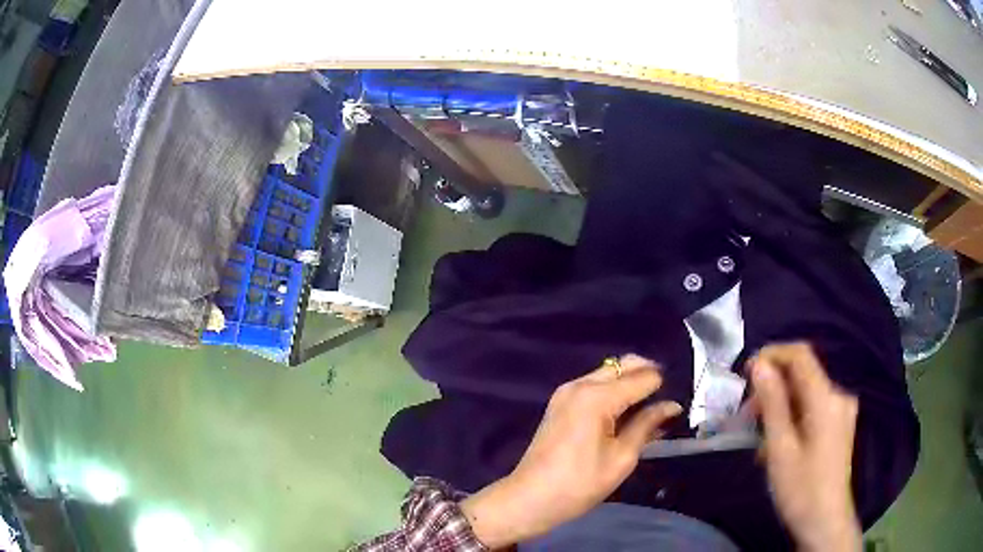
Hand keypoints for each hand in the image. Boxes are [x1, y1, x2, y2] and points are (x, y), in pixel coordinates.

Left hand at [461, 355, 682, 548]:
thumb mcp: (622, 458)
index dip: (663, 388)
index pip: (643, 376)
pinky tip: (623, 414)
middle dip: (648, 377)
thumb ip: (647, 425)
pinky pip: (594, 384)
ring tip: (647, 412)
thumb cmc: (579, 484)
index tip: (674, 407)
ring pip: (609, 372)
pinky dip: (613, 391)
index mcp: (597, 396)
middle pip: (624, 365)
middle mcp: (580, 384)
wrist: (529, 498)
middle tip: (663, 405)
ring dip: (630, 383)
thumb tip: (672, 405)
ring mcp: (566, 391)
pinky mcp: (560, 402)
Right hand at [748, 343, 861, 551]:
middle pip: (803, 376)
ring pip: (806, 394)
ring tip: (758, 437)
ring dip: (780, 406)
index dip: (773, 355)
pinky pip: (813, 409)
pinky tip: (778, 444)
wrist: (825, 522)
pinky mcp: (839, 426)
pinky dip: (792, 418)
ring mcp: (842, 411)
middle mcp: (838, 396)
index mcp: (826, 398)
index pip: (801, 355)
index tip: (746, 372)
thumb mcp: (780, 448)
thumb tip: (760, 365)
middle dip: (773, 388)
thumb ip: (772, 403)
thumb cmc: (801, 488)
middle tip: (747, 416)